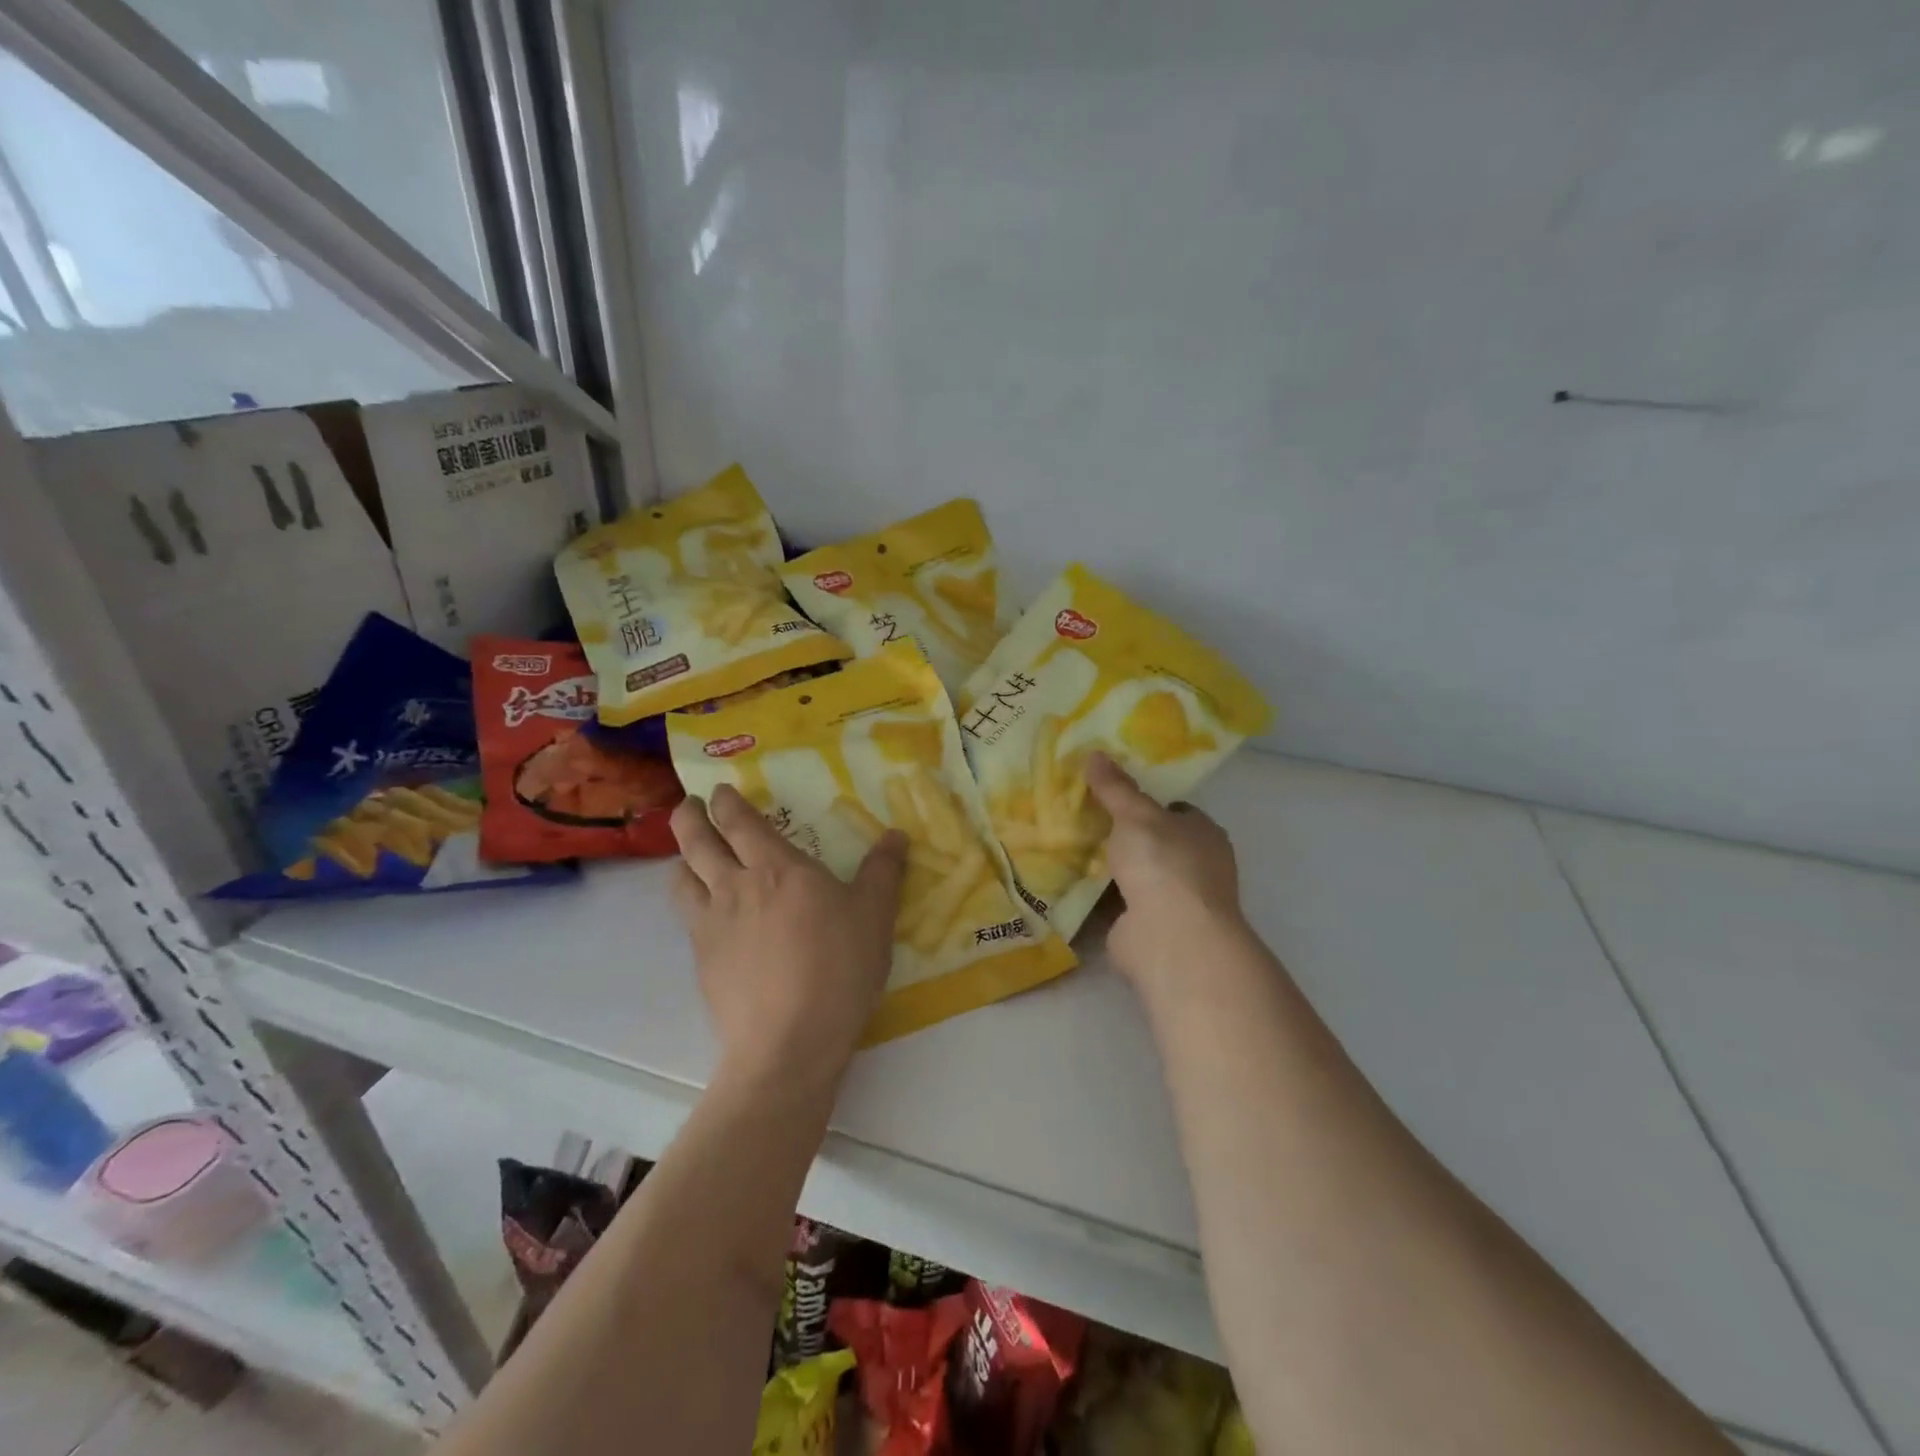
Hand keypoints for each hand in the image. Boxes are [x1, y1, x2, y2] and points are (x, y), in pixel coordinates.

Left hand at [671, 785, 907, 1087]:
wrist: (789, 1042)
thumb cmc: (839, 969)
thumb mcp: (874, 916)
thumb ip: (883, 871)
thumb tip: (895, 834)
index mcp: (778, 869)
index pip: (741, 823)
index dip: (727, 802)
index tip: (720, 789)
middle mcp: (736, 887)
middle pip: (697, 842)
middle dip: (689, 818)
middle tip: (688, 806)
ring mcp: (712, 925)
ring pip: (681, 879)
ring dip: (682, 859)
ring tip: (690, 858)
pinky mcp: (702, 961)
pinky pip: (687, 918)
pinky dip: (690, 902)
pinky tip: (706, 915)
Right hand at [1085, 752, 1248, 999]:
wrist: (1169, 936)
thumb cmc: (1164, 864)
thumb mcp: (1135, 815)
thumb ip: (1116, 787)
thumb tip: (1095, 753)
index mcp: (1203, 834)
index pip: (1175, 811)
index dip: (1144, 803)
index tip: (1109, 795)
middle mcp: (1194, 867)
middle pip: (1152, 843)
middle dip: (1120, 835)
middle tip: (1079, 818)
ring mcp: (1172, 901)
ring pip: (1133, 875)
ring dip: (1107, 868)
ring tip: (1065, 846)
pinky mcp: (1148, 928)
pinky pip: (1116, 904)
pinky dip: (1095, 897)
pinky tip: (1066, 882)